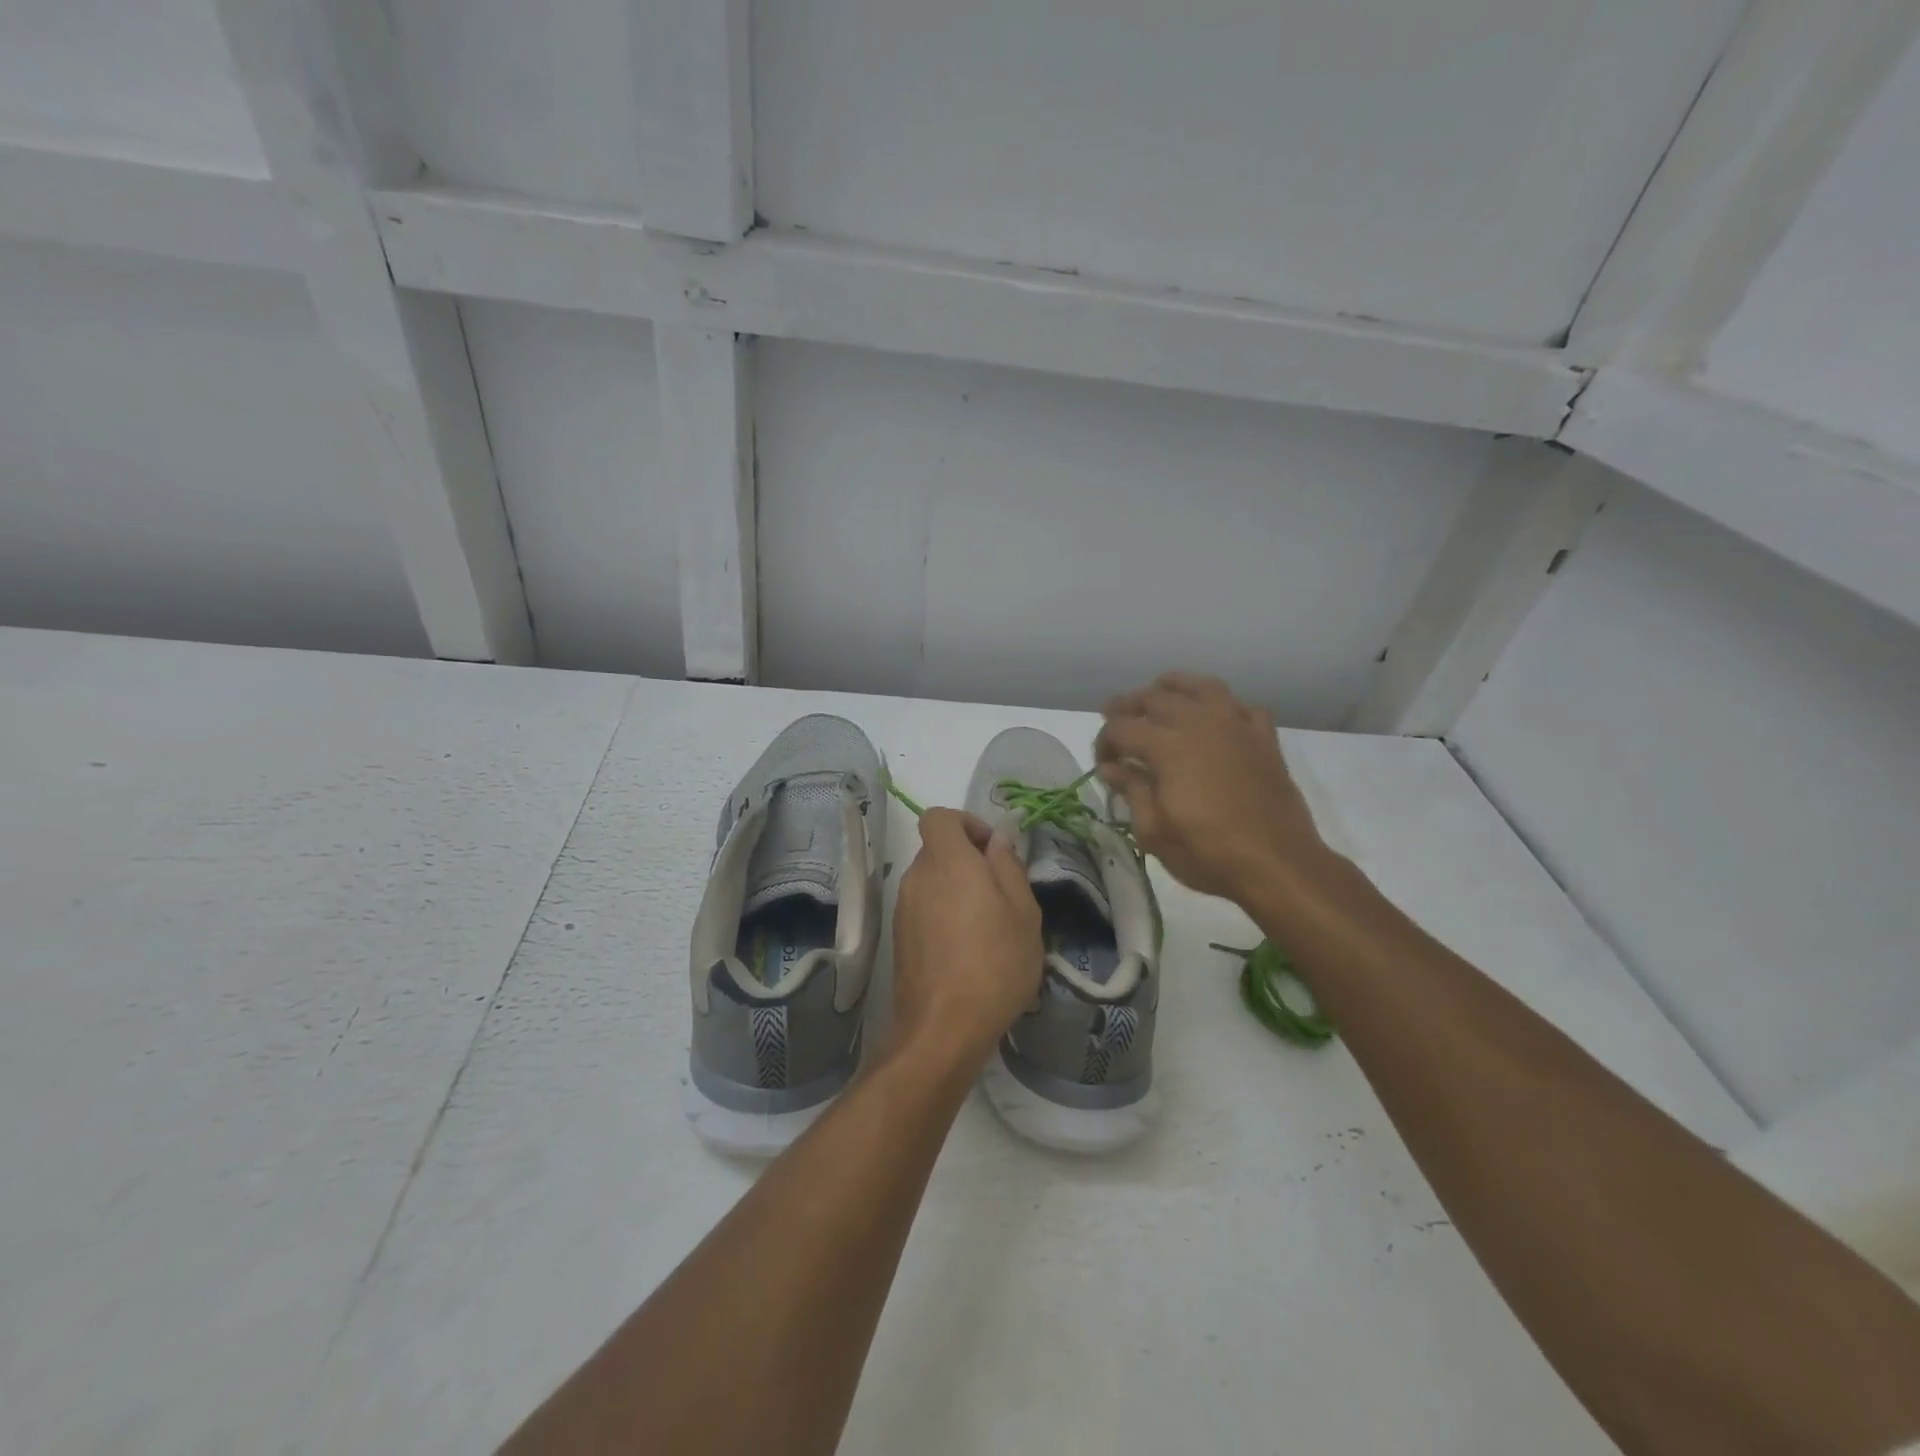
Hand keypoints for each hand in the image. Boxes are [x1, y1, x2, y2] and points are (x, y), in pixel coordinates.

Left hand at [890, 809, 1043, 1066]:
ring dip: (958, 891)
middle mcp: (917, 877)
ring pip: (932, 881)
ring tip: (989, 928)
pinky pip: (924, 909)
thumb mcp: (1023, 912)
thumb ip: (1008, 866)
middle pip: (937, 850)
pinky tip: (967, 950)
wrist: (943, 1029)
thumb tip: (997, 839)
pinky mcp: (899, 938)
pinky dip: (944, 915)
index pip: (938, 816)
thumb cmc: (995, 964)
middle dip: (968, 861)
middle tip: (1001, 894)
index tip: (992, 851)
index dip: (967, 823)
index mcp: (947, 862)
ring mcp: (903, 909)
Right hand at [1095, 672, 1337, 902]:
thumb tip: (1110, 768)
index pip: (1121, 728)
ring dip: (1174, 687)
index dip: (1103, 742)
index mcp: (1166, 746)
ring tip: (1160, 694)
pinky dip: (1224, 707)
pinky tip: (1216, 721)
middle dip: (1128, 706)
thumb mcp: (1153, 831)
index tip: (1102, 763)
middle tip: (1116, 719)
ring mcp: (1236, 726)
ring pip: (1201, 687)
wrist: (1277, 864)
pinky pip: (1241, 707)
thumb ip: (1131, 791)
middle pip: (1154, 698)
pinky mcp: (1264, 738)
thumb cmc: (1208, 853)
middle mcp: (1199, 723)